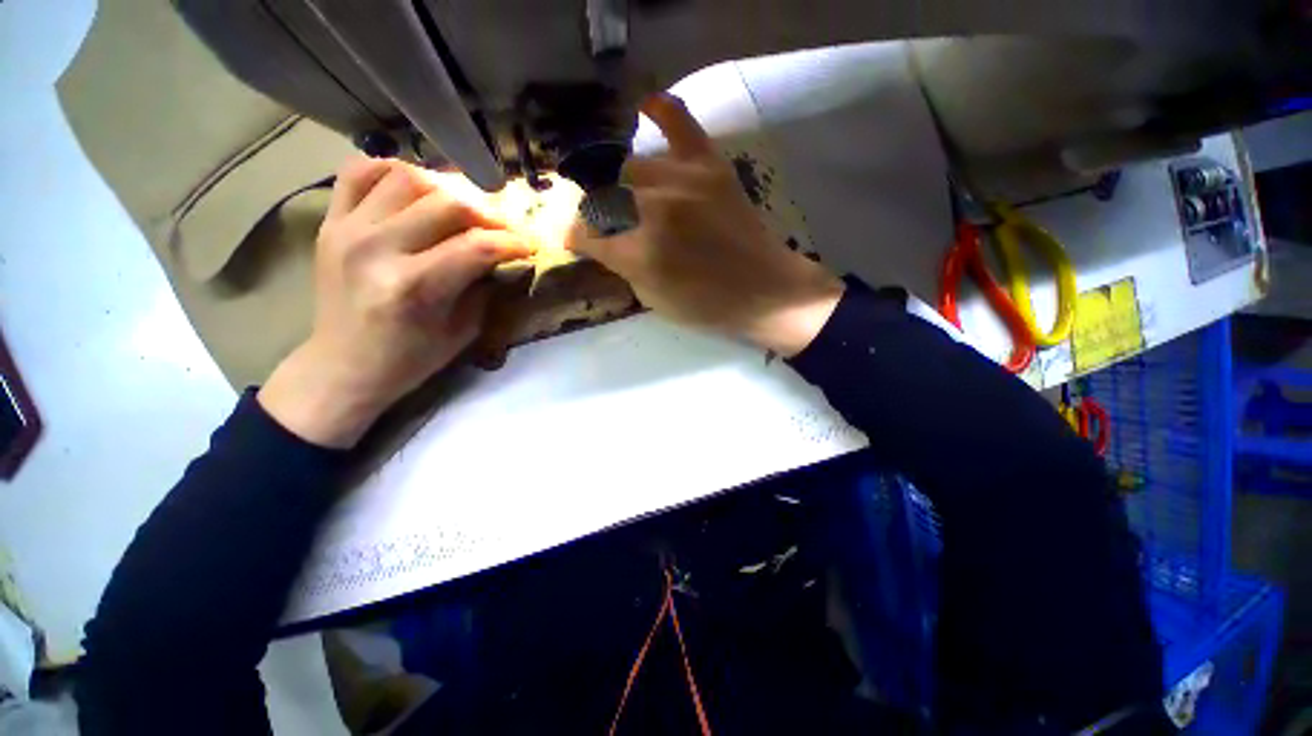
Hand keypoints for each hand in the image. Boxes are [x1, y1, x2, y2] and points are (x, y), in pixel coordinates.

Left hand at [259, 157, 532, 447]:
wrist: (344, 365)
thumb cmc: (411, 357)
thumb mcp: (464, 330)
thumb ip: (486, 287)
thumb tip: (508, 255)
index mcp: (414, 288)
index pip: (478, 247)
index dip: (513, 242)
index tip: (531, 246)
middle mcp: (377, 250)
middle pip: (447, 204)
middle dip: (488, 214)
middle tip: (502, 229)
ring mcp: (346, 229)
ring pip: (408, 177)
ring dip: (447, 189)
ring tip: (463, 209)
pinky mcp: (330, 221)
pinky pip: (360, 171)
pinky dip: (394, 171)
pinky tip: (416, 190)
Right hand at [569, 93, 843, 356]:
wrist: (765, 291)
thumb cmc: (708, 306)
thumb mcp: (654, 300)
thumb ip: (623, 266)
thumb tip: (604, 243)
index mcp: (639, 253)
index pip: (587, 235)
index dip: (575, 238)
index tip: (575, 241)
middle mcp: (655, 211)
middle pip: (604, 198)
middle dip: (598, 215)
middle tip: (608, 226)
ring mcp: (684, 181)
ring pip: (631, 167)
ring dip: (623, 186)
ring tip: (631, 199)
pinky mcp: (710, 166)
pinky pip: (679, 122)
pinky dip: (661, 110)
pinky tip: (645, 106)